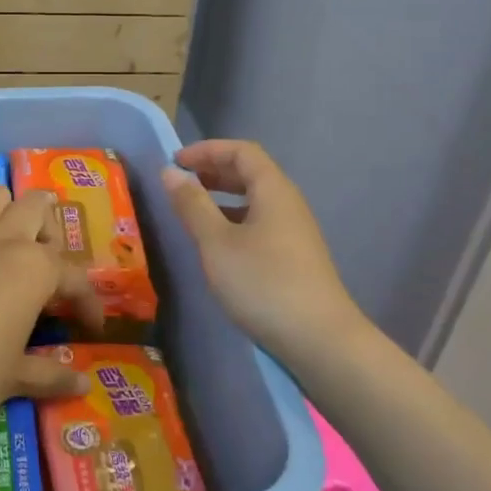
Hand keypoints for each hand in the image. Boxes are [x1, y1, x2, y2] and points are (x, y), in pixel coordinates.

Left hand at [0, 186, 99, 412]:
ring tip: (8, 241)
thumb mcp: (16, 375)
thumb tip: (83, 383)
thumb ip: (52, 374)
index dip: (88, 303)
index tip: (92, 326)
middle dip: (48, 228)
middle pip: (38, 206)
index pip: (76, 279)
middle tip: (44, 261)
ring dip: (9, 212)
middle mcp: (9, 238)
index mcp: (38, 269)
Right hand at [163, 139, 359, 361]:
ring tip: (193, 212)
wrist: (320, 340)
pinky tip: (218, 244)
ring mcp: (295, 231)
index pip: (241, 151)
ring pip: (255, 200)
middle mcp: (288, 203)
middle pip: (250, 172)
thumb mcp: (217, 243)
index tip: (175, 162)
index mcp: (273, 190)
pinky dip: (234, 220)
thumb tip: (171, 173)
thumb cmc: (263, 283)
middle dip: (213, 171)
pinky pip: (260, 222)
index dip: (207, 150)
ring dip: (222, 197)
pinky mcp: (295, 257)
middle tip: (180, 183)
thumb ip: (192, 205)